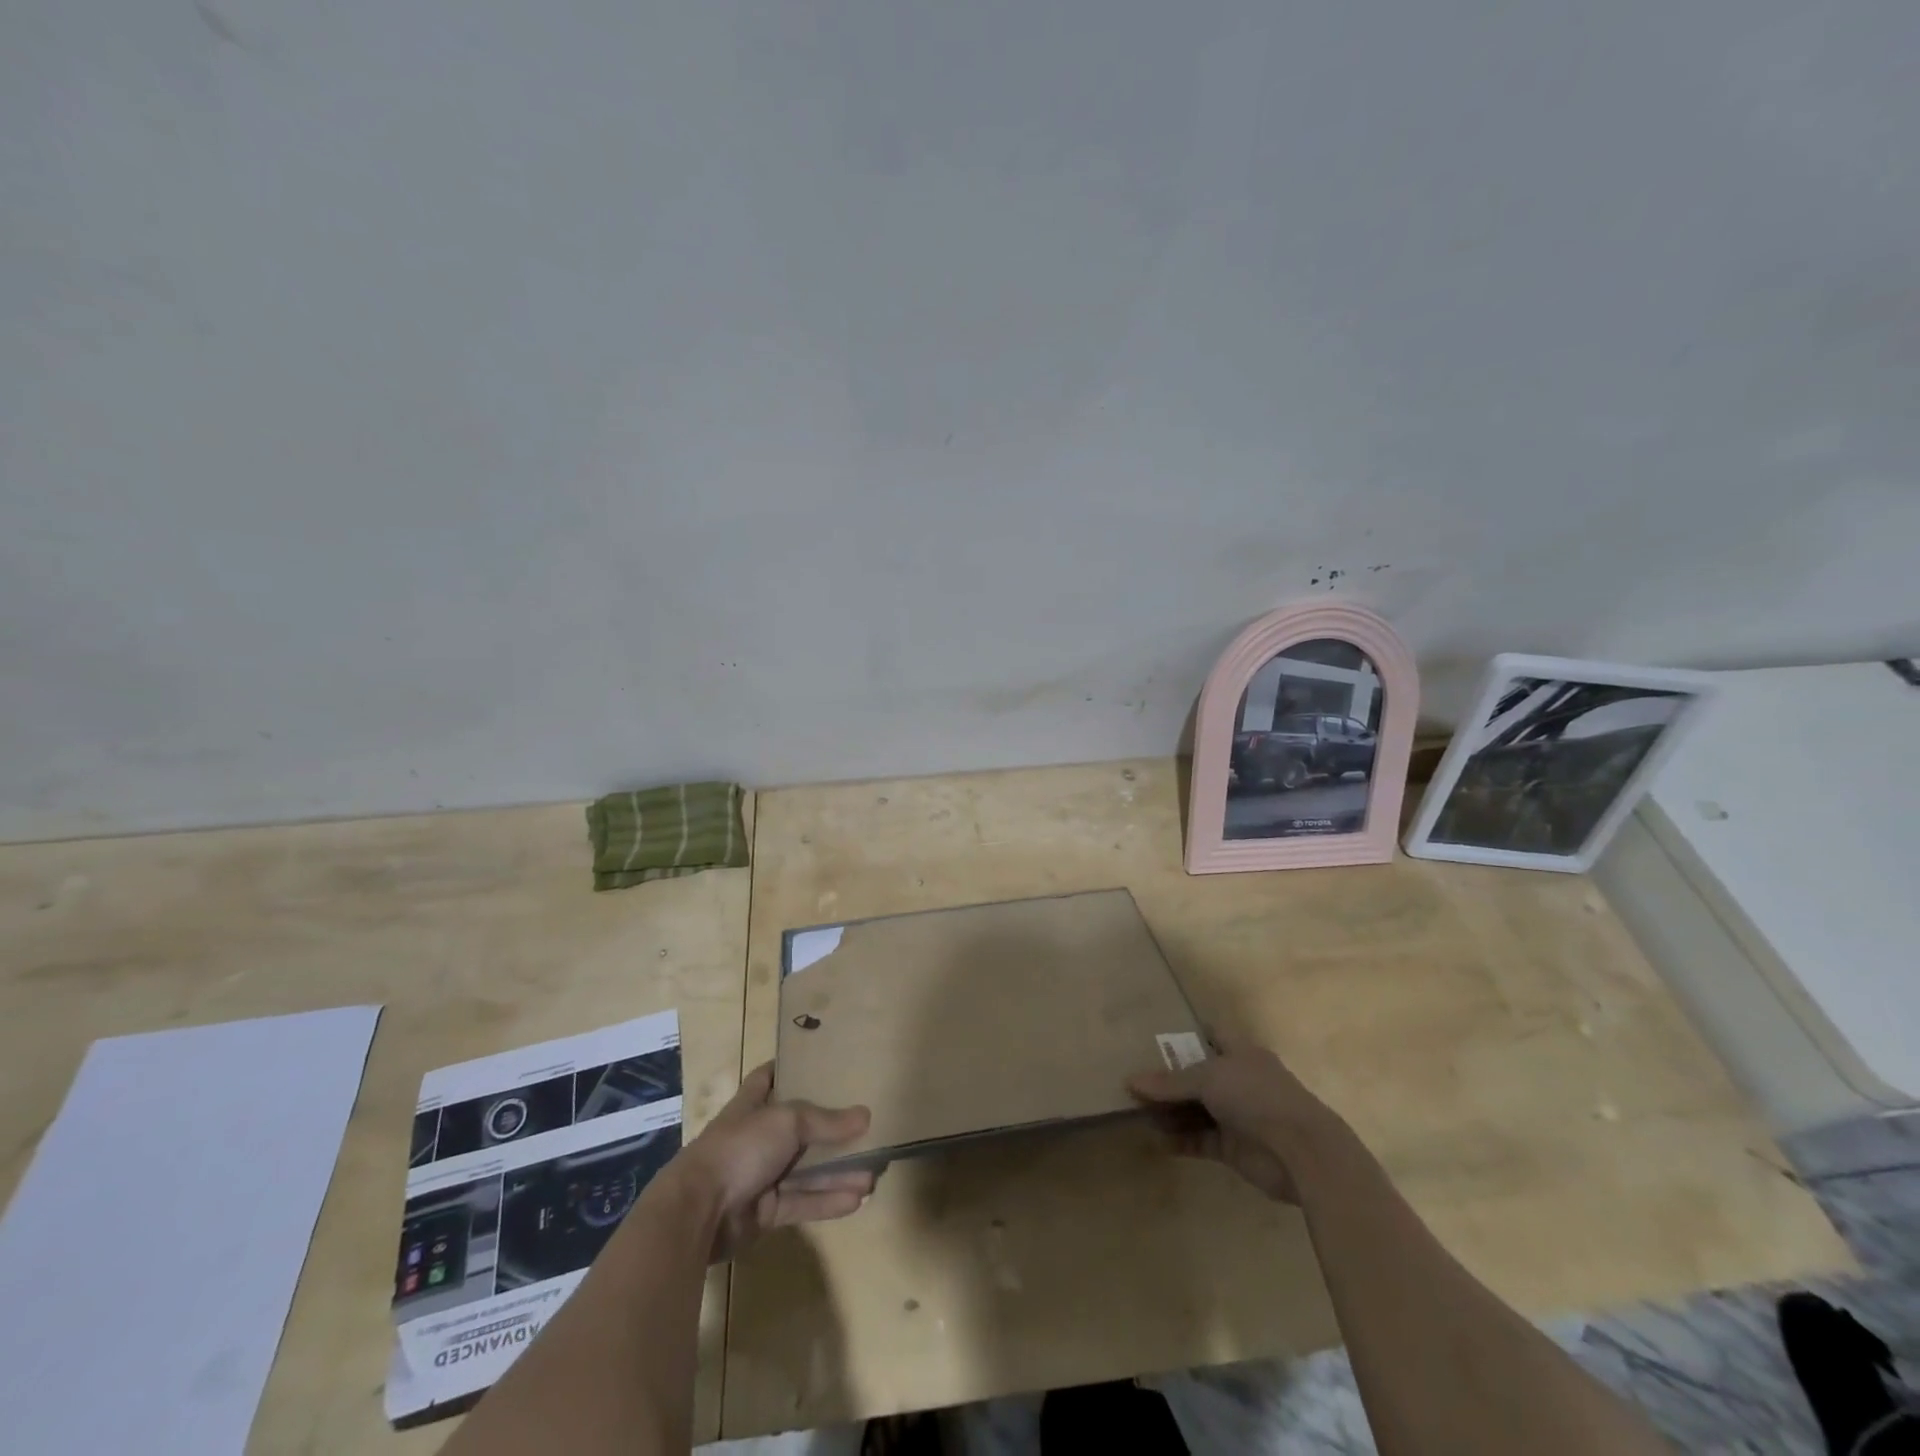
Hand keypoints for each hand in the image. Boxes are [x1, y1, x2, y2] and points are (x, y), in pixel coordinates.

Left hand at [676, 1062, 874, 1262]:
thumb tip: (866, 1116)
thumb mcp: (787, 1121)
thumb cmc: (740, 1148)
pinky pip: (802, 1202)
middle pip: (800, 1129)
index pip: (769, 1077)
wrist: (698, 1212)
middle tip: (868, 1130)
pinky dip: (828, 1201)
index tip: (819, 1061)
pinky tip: (857, 1200)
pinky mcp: (765, 1212)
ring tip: (874, 1174)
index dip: (790, 1068)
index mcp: (752, 1105)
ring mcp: (760, 1175)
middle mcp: (757, 1137)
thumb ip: (826, 1121)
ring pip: (806, 1170)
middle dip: (832, 1131)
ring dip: (838, 1172)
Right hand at [1128, 1038, 1339, 1204]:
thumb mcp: (1208, 1078)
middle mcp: (1239, 1081)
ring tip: (1137, 1112)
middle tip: (1135, 1082)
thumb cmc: (1255, 1096)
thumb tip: (1130, 1081)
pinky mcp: (1234, 1148)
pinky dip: (1181, 1141)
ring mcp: (1238, 1115)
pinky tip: (1156, 1140)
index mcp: (1240, 1053)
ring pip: (1197, 1110)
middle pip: (1198, 1076)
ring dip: (1171, 1112)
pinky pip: (1201, 1140)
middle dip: (1169, 1080)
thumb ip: (1170, 1082)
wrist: (1301, 1152)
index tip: (1155, 1039)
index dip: (1186, 1035)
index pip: (1211, 1035)